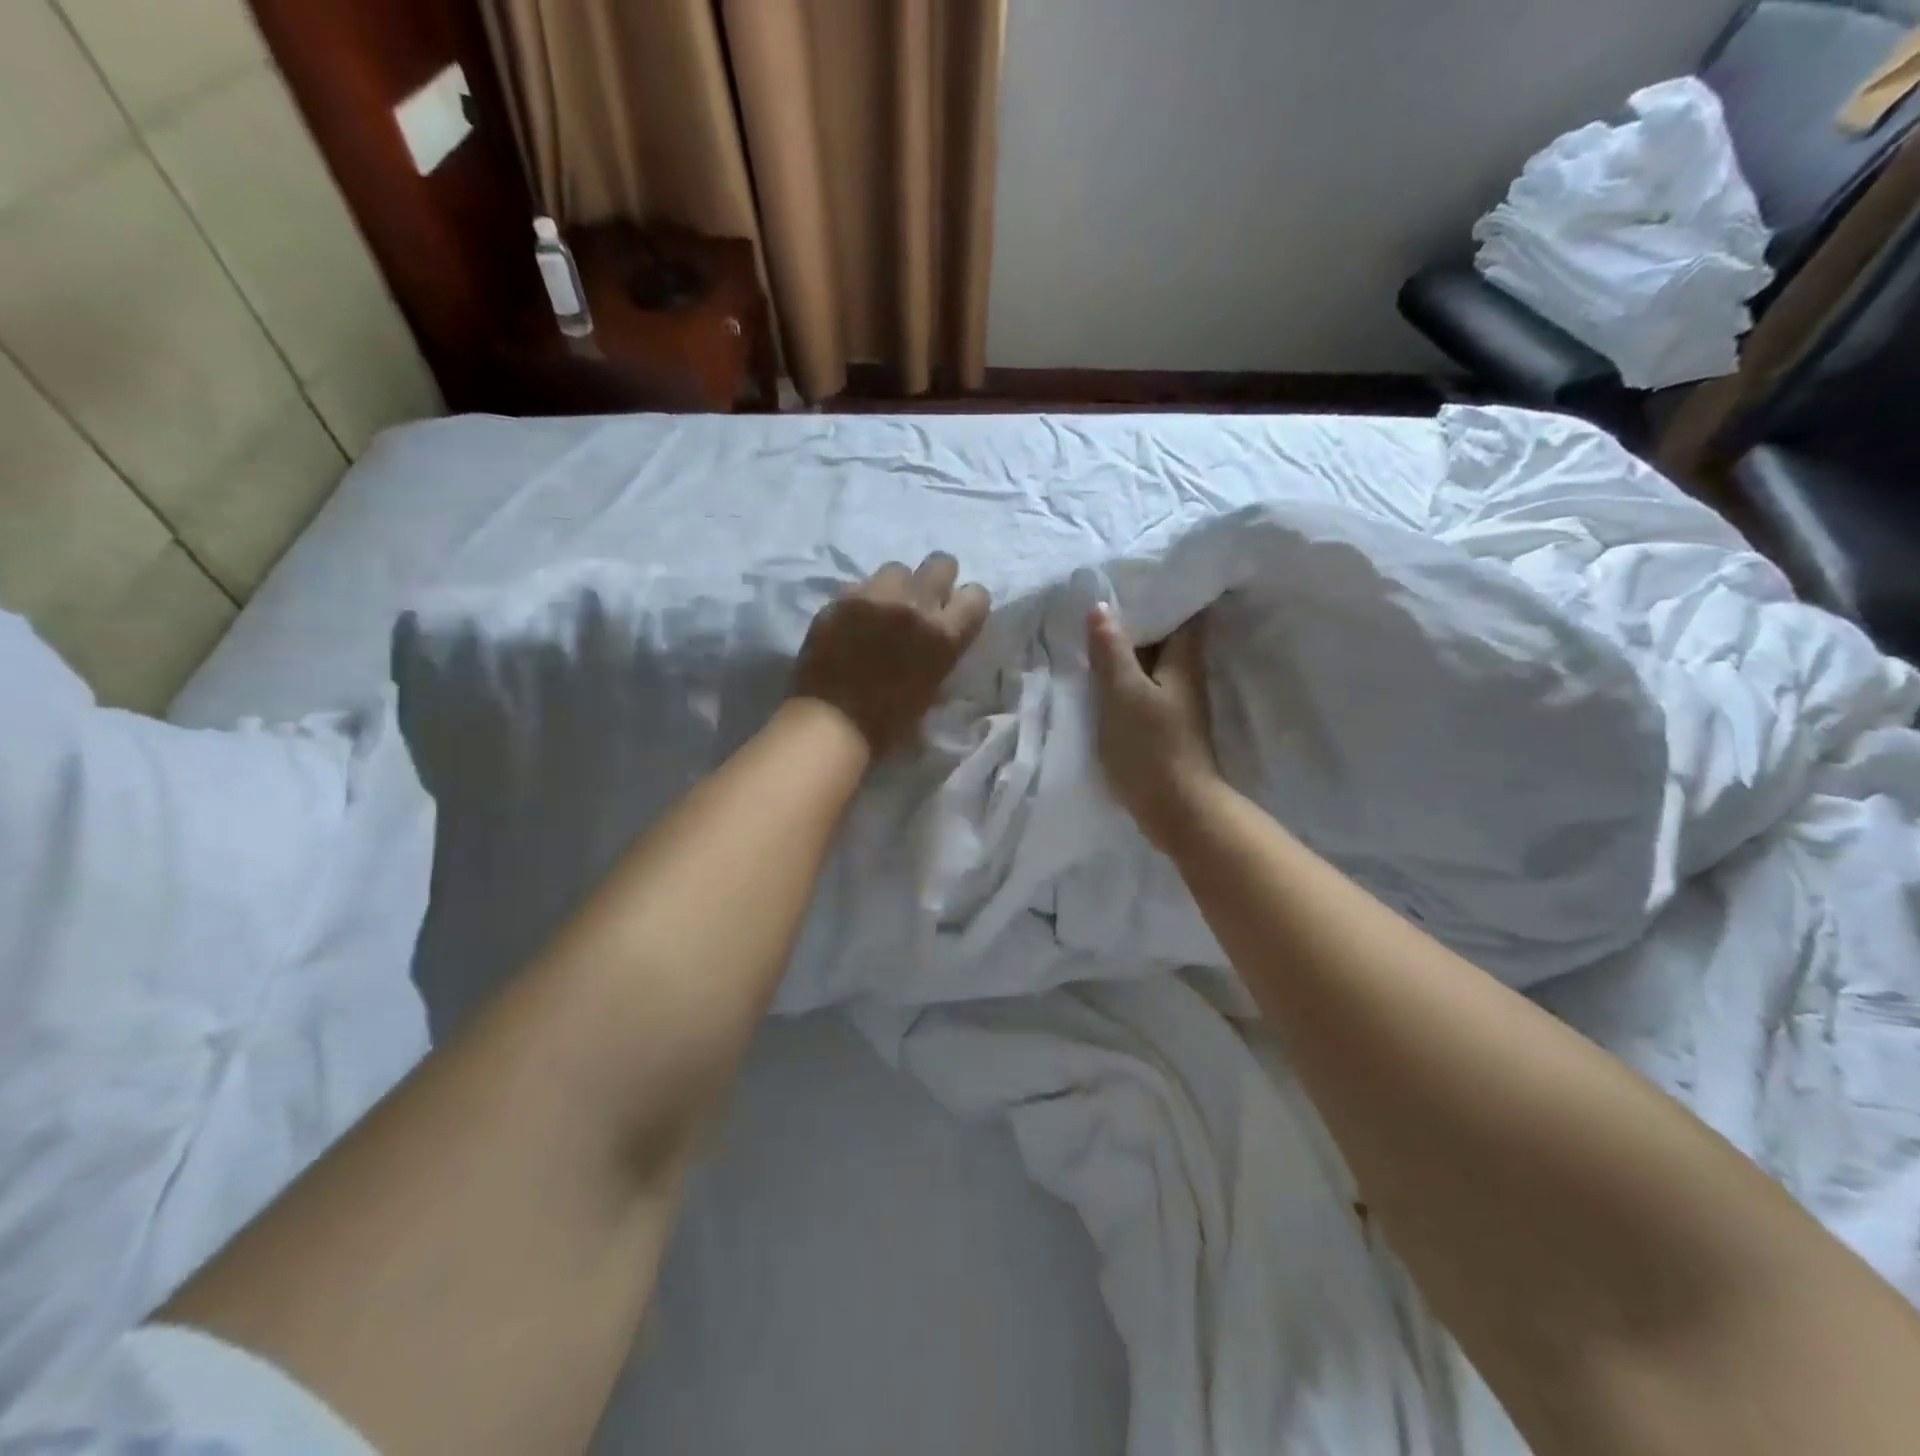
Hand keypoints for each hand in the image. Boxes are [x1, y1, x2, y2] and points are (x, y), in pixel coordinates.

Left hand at [792, 553, 990, 755]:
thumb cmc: (889, 722)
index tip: (956, 614)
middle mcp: (915, 605)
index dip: (967, 604)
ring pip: (897, 568)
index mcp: (944, 634)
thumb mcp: (932, 687)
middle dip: (937, 578)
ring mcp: (876, 596)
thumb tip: (939, 636)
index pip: (977, 595)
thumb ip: (940, 651)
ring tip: (883, 608)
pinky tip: (852, 620)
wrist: (833, 723)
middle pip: (941, 563)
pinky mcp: (841, 598)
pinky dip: (860, 599)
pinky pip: (859, 585)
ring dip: (896, 586)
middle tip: (924, 600)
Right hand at [1087, 604, 1221, 851]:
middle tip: (1104, 596)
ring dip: (1129, 647)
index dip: (1168, 590)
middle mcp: (1185, 676)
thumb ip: (1112, 651)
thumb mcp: (1124, 694)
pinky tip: (1101, 673)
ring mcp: (1175, 702)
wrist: (1175, 809)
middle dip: (1141, 616)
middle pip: (1167, 635)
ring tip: (1095, 628)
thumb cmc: (1151, 747)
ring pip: (1152, 662)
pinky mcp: (1163, 724)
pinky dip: (1125, 674)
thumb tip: (1102, 607)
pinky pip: (1143, 686)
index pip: (1186, 612)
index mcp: (1184, 661)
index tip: (1139, 573)